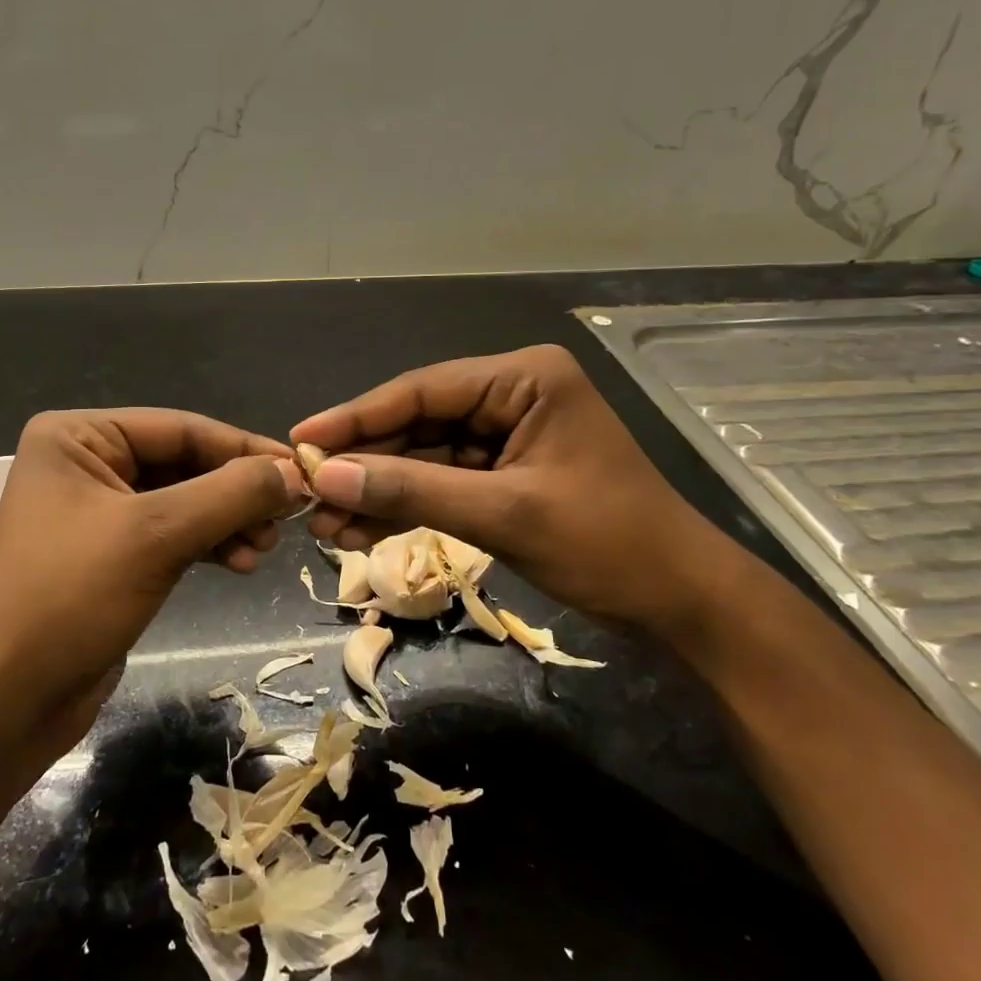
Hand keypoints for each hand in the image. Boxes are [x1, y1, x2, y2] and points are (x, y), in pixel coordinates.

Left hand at [0, 409, 305, 748]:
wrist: (4, 700)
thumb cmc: (70, 598)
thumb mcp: (157, 535)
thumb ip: (230, 494)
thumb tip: (294, 473)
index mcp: (77, 436)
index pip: (179, 428)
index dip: (243, 448)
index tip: (301, 471)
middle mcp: (85, 463)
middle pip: (183, 463)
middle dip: (235, 492)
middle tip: (287, 517)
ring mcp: (97, 511)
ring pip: (183, 501)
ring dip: (228, 521)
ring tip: (266, 549)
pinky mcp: (110, 555)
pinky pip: (172, 535)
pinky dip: (209, 545)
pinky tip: (242, 565)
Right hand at [291, 345, 747, 641]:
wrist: (679, 602)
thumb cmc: (606, 544)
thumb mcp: (502, 514)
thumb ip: (410, 490)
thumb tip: (324, 476)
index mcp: (524, 378)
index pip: (422, 390)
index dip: (356, 417)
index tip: (301, 439)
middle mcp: (512, 395)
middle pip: (417, 423)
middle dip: (364, 463)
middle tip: (304, 489)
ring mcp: (507, 436)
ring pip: (424, 457)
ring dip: (377, 490)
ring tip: (323, 522)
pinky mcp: (503, 474)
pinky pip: (442, 483)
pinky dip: (405, 506)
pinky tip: (359, 528)